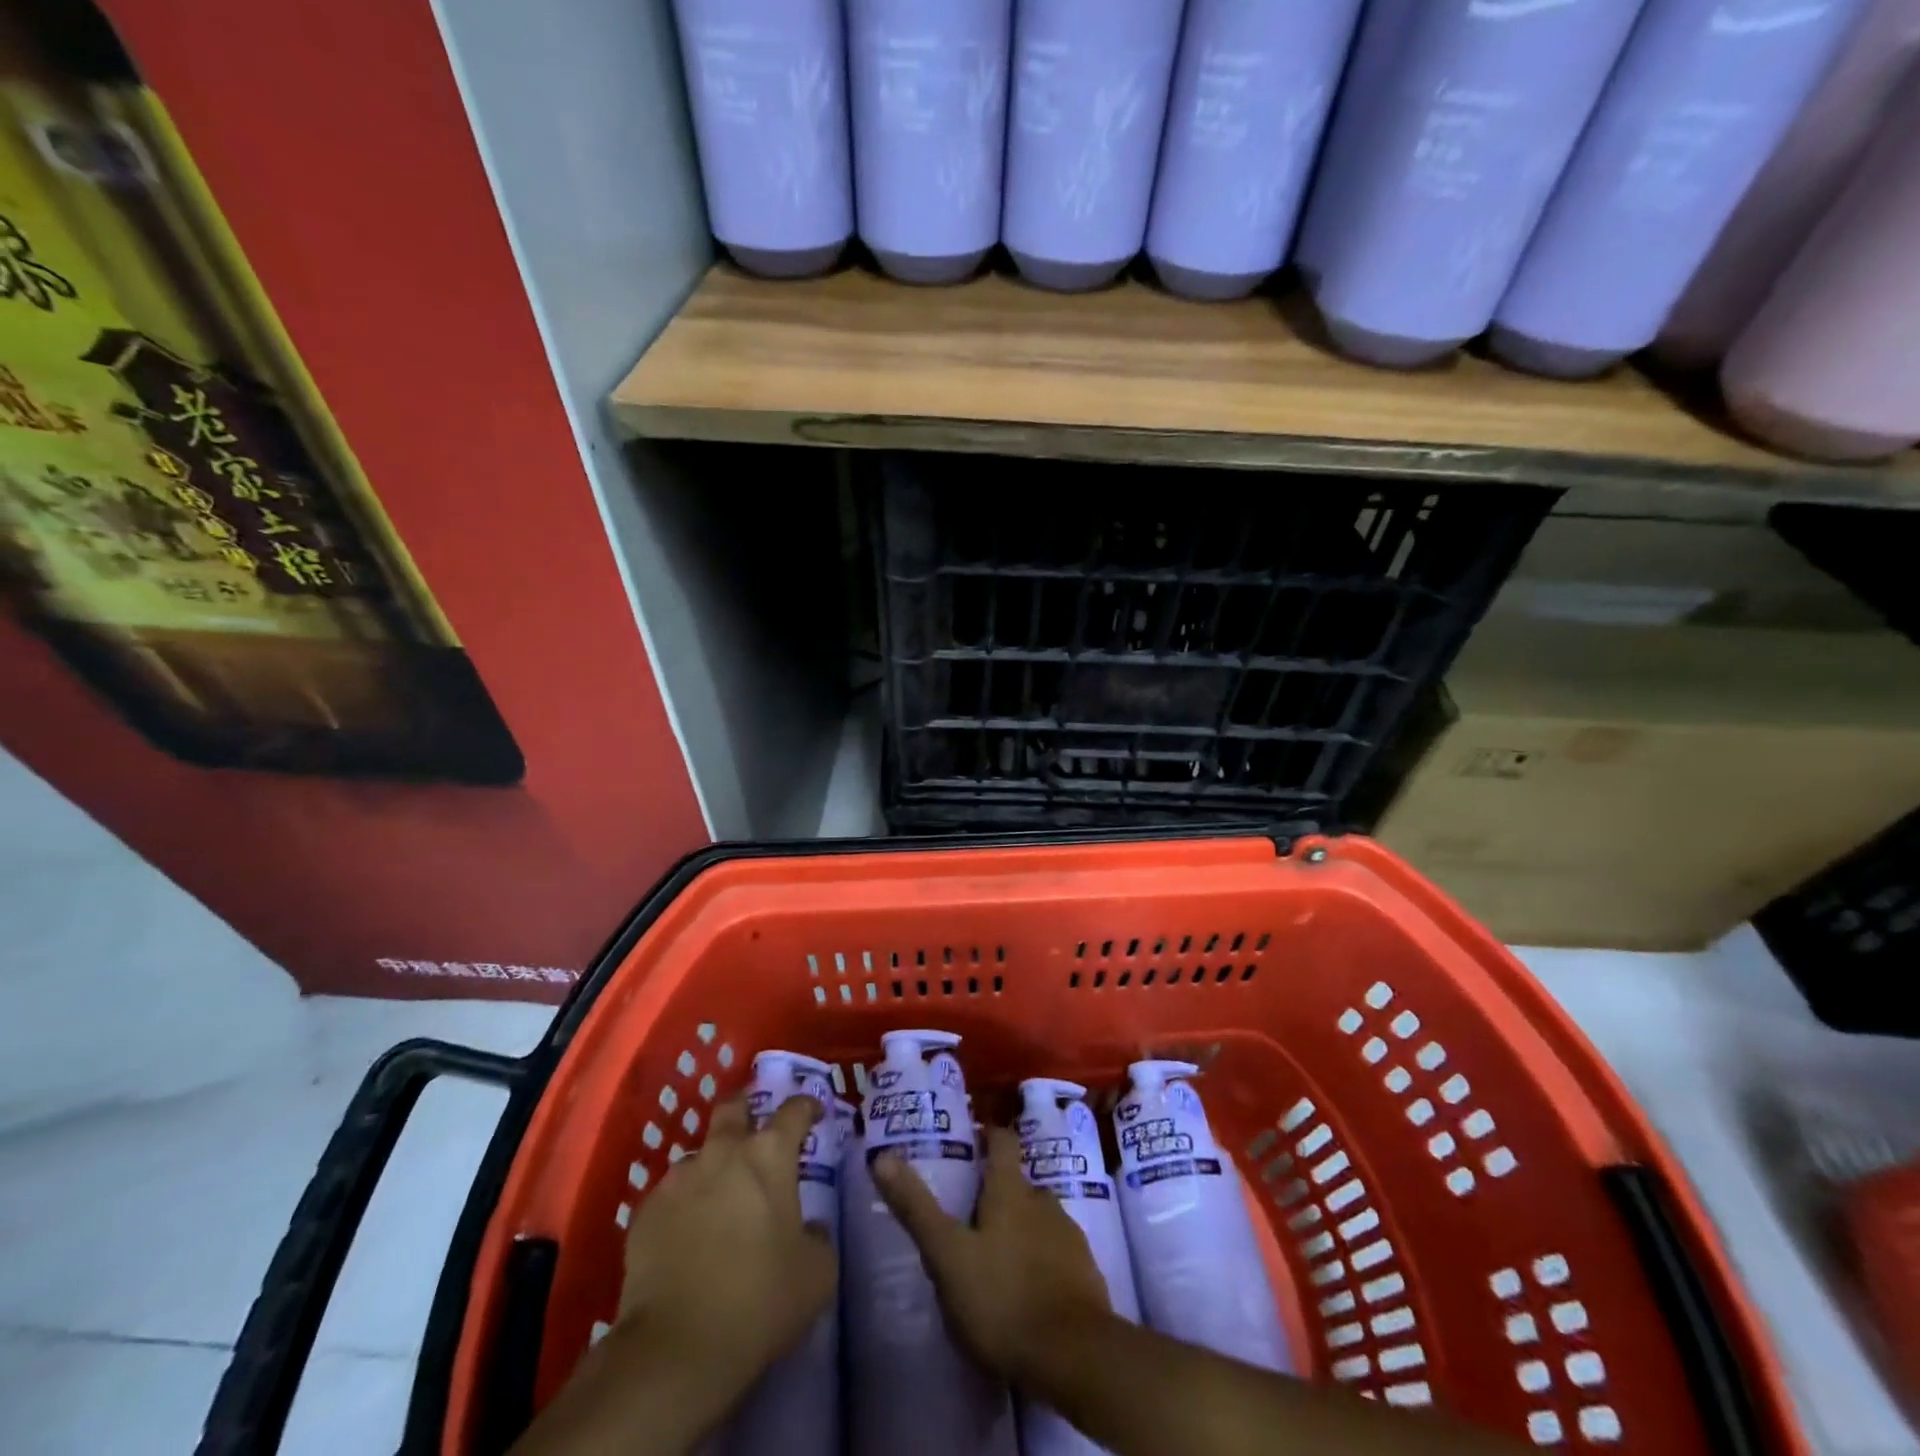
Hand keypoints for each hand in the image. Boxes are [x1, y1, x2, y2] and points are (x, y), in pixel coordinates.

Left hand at [618, 1094, 836, 1414]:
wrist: (675, 1349)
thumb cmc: (760, 1300)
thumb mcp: (817, 1272)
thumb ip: (818, 1236)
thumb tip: (810, 1228)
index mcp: (769, 1155)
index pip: (794, 1110)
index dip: (808, 1107)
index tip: (814, 1114)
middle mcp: (722, 1152)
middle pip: (734, 1108)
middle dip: (747, 1109)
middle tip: (757, 1129)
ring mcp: (678, 1179)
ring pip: (700, 1155)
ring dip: (713, 1167)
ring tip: (720, 1201)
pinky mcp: (645, 1212)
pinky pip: (672, 1196)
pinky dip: (684, 1206)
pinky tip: (688, 1239)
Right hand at [873, 1126, 1113, 1386]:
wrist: (1076, 1357)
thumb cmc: (1003, 1299)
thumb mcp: (948, 1256)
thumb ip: (916, 1208)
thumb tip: (881, 1157)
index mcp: (1011, 1191)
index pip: (1002, 1142)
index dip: (989, 1135)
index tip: (973, 1140)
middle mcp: (1043, 1202)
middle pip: (1019, 1185)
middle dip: (998, 1195)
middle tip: (971, 1217)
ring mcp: (1070, 1238)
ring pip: (1039, 1221)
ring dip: (1020, 1231)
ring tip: (997, 1259)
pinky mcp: (1086, 1276)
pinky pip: (1057, 1257)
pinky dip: (1041, 1264)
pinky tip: (1026, 1293)